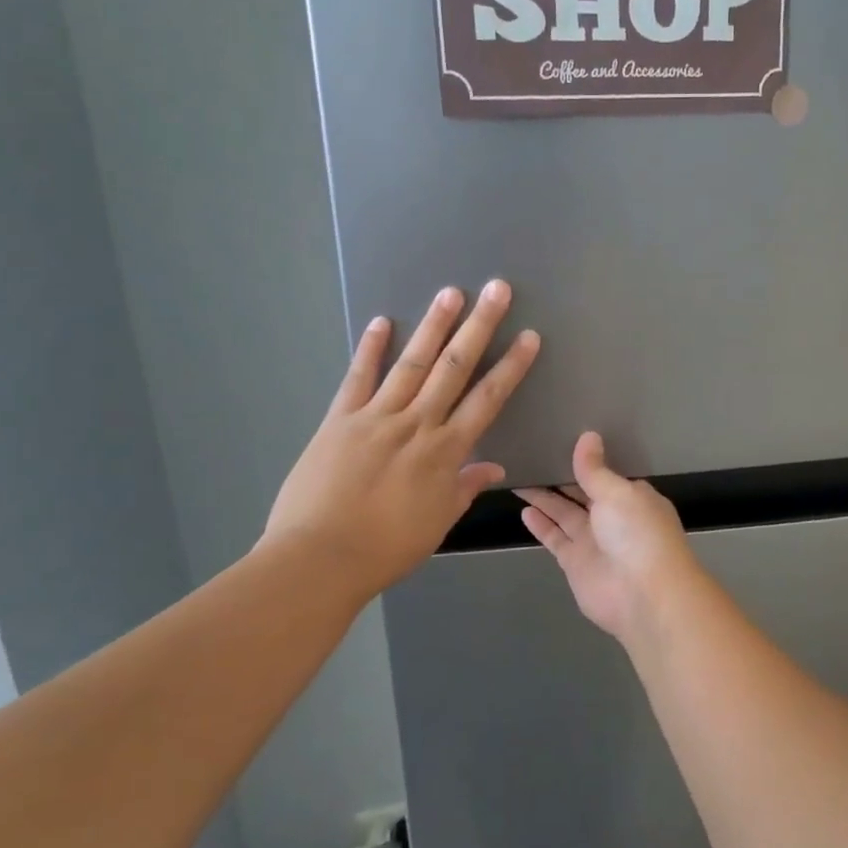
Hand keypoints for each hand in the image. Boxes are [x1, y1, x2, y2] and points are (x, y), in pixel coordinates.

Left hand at [264, 281, 539, 599]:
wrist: (319, 558)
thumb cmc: (386, 548)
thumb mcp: (438, 522)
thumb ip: (465, 488)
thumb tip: (493, 468)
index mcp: (445, 451)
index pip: (487, 400)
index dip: (511, 367)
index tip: (529, 337)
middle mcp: (416, 424)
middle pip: (454, 367)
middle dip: (479, 326)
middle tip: (496, 289)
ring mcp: (376, 417)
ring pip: (411, 363)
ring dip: (433, 326)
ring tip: (450, 292)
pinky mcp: (339, 419)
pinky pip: (358, 378)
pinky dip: (370, 349)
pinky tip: (382, 321)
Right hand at [516, 433, 701, 643]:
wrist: (643, 595)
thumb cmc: (638, 534)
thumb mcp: (617, 492)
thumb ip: (595, 469)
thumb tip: (588, 436)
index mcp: (632, 497)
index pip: (605, 474)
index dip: (584, 460)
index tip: (561, 440)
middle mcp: (613, 517)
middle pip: (581, 492)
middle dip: (560, 477)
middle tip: (531, 454)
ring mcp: (593, 541)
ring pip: (564, 513)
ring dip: (544, 498)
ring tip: (519, 476)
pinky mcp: (575, 562)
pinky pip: (555, 537)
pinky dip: (540, 524)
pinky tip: (524, 507)